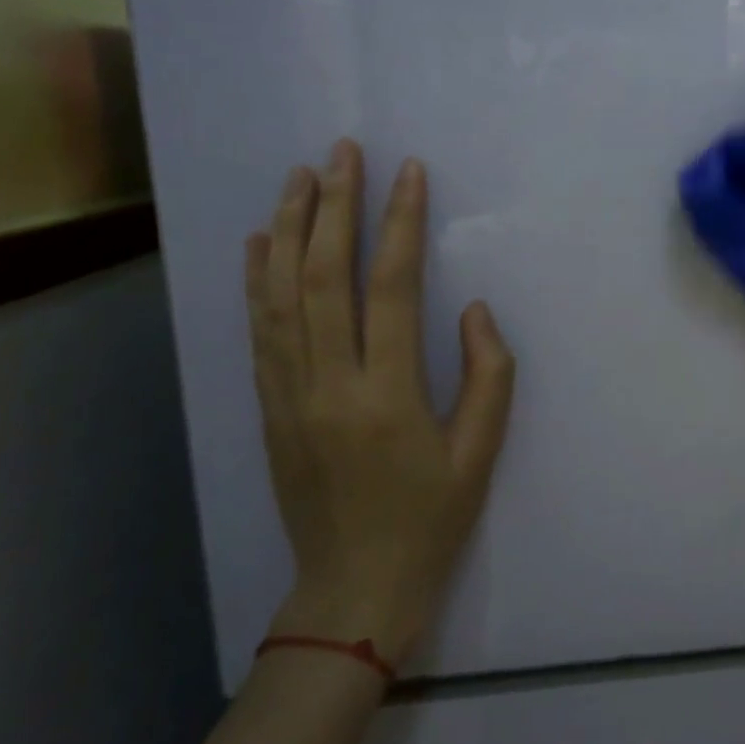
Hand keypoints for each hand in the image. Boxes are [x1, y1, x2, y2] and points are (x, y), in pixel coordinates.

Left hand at [245, 140, 515, 662]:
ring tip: (300, 177)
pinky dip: (256, 281)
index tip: (408, 173)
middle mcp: (328, 384)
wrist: (353, 591)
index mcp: (387, 395)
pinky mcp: (268, 409)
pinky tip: (261, 242)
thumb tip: (473, 310)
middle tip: (341, 153)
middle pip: (322, 277)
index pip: (390, 288)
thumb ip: (488, 375)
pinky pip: (259, 332)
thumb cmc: (429, 519)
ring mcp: (288, 396)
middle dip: (333, 207)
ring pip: (280, 296)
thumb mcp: (480, 453)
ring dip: (289, 230)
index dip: (399, 223)